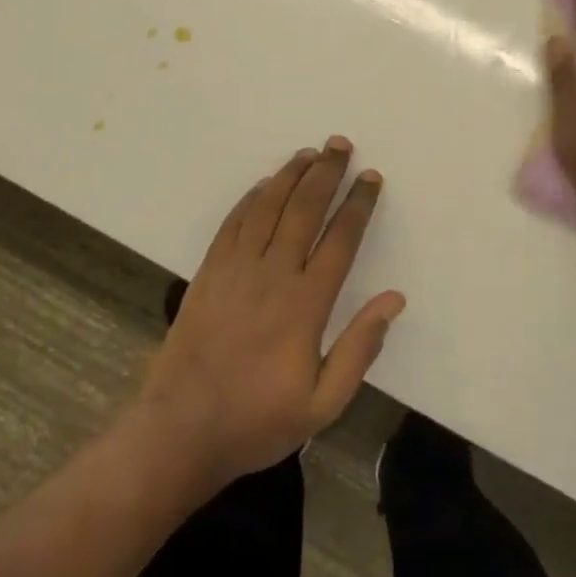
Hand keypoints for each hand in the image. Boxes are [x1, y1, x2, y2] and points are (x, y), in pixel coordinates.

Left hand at [138, 137, 406, 486]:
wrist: (180, 432)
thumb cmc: (257, 421)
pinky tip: (263, 185)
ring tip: (309, 152)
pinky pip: (232, 224)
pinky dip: (251, 198)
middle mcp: (272, 275)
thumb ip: (361, 349)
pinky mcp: (207, 274)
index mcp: (306, 304)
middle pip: (304, 210)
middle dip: (326, 174)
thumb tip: (395, 299)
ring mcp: (235, 271)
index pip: (340, 239)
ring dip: (290, 175)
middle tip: (341, 145)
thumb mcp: (323, 404)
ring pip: (267, 208)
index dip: (358, 205)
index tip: (371, 178)